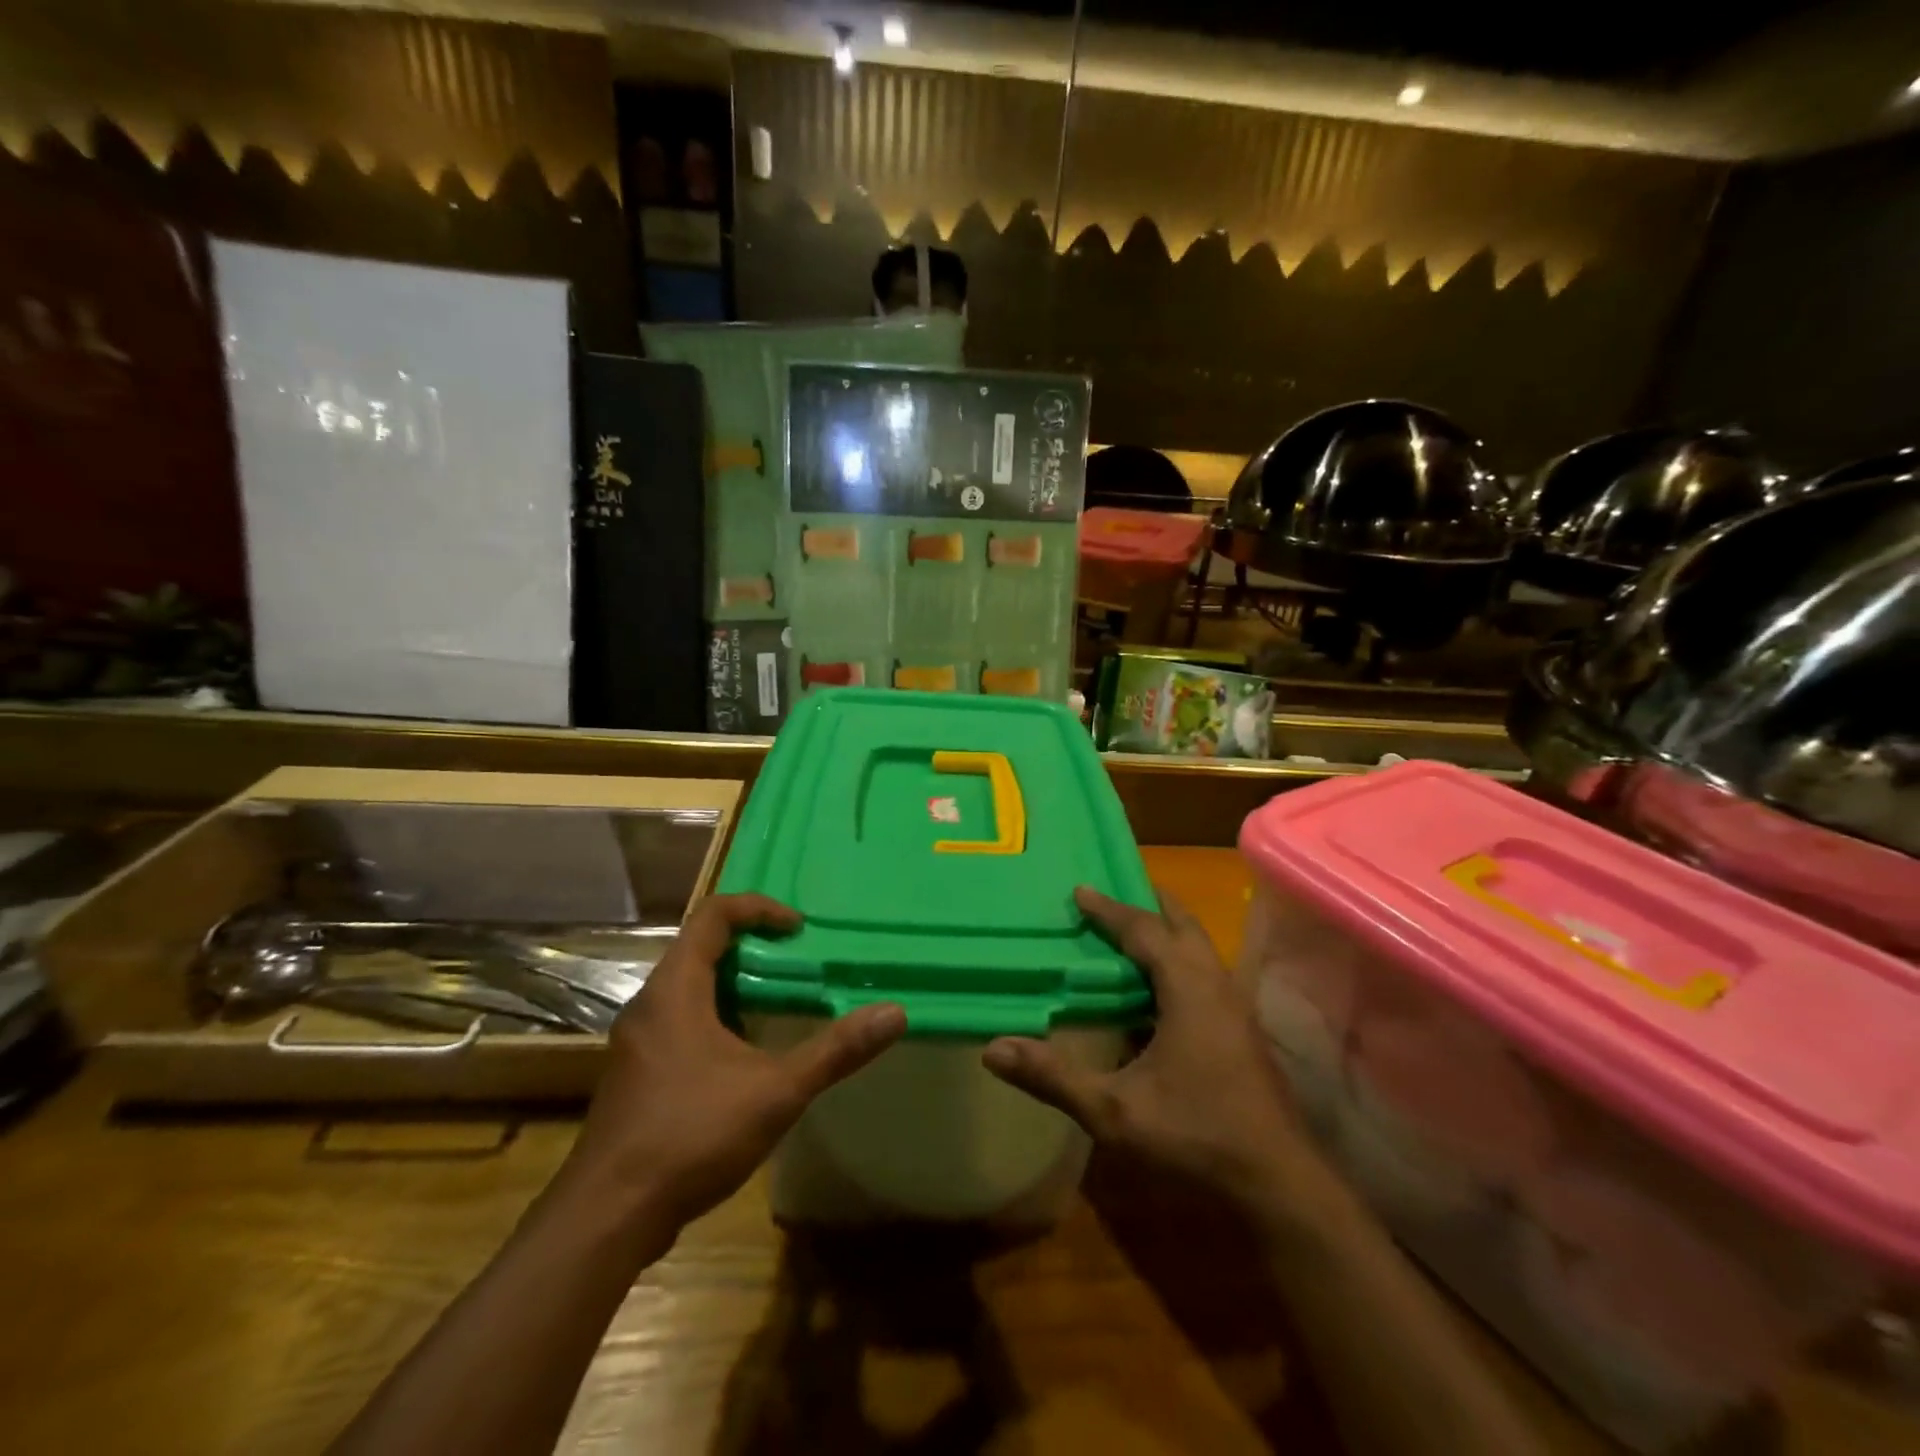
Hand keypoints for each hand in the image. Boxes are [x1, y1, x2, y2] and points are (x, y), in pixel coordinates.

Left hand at [561, 894, 906, 1229]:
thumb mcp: (776, 1091)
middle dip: (751, 946)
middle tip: (795, 964)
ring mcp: (637, 1042)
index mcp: (676, 989)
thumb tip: (894, 1013)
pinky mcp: (635, 1075)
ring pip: (687, 988)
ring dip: (733, 984)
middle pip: (699, 947)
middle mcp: (650, 1004)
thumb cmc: (690, 1136)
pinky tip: (743, 1057)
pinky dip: (715, 1016)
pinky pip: (678, 1021)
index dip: (758, 909)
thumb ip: (835, 1051)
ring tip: (777, 1004)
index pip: (713, 915)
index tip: (797, 929)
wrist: (606, 1218)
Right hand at [983, 885, 1308, 1206]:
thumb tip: (993, 1049)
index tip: (1080, 890)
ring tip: (1130, 933)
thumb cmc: (1197, 1137)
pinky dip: (1177, 962)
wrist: (1280, 1186)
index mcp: (1189, 990)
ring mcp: (1235, 1010)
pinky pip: (1204, 975)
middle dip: (1149, 905)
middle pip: (1183, 926)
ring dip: (1166, 933)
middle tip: (1113, 893)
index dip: (1111, 910)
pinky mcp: (1242, 1033)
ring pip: (1199, 951)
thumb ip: (1054, 1078)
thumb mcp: (1114, 1112)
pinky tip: (1156, 992)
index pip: (1145, 931)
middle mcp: (1217, 987)